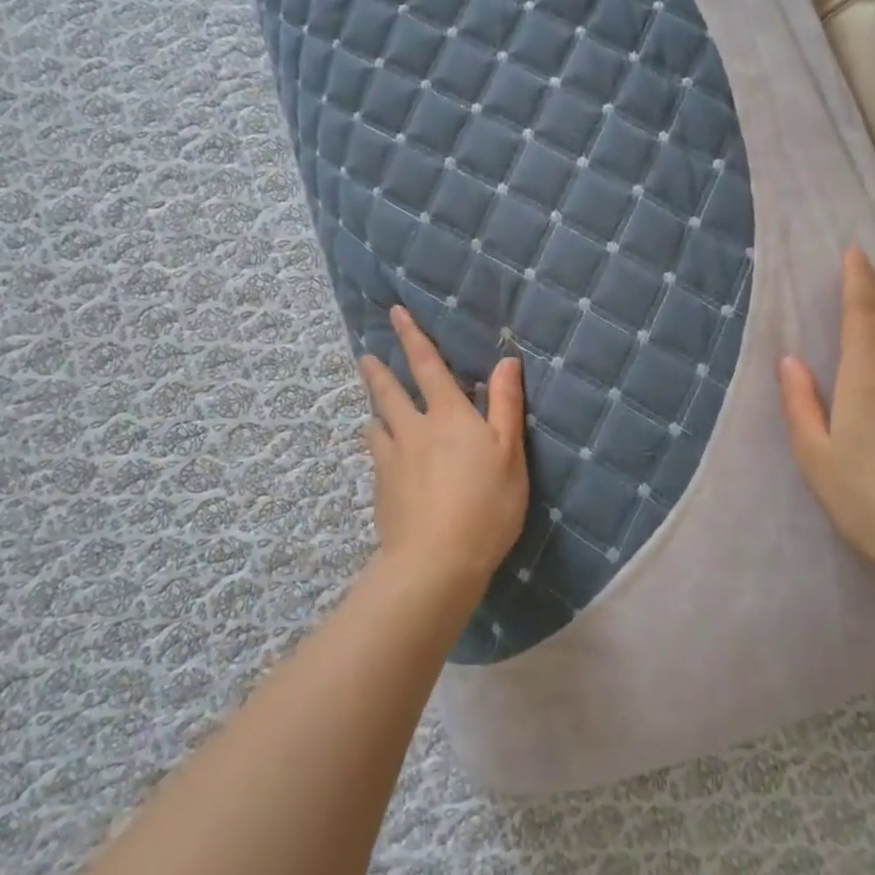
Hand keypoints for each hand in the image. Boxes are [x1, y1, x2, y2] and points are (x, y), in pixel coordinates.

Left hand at [358, 307, 528, 591]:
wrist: (436, 561)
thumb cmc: (486, 505)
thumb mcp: (509, 453)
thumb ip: (505, 405)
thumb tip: (506, 360)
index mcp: (448, 416)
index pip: (428, 366)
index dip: (412, 336)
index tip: (395, 313)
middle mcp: (414, 430)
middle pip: (389, 393)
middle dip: (377, 372)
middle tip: (365, 358)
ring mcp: (392, 460)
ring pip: (377, 425)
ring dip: (375, 412)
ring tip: (373, 412)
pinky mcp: (381, 490)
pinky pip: (376, 458)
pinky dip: (378, 448)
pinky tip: (381, 459)